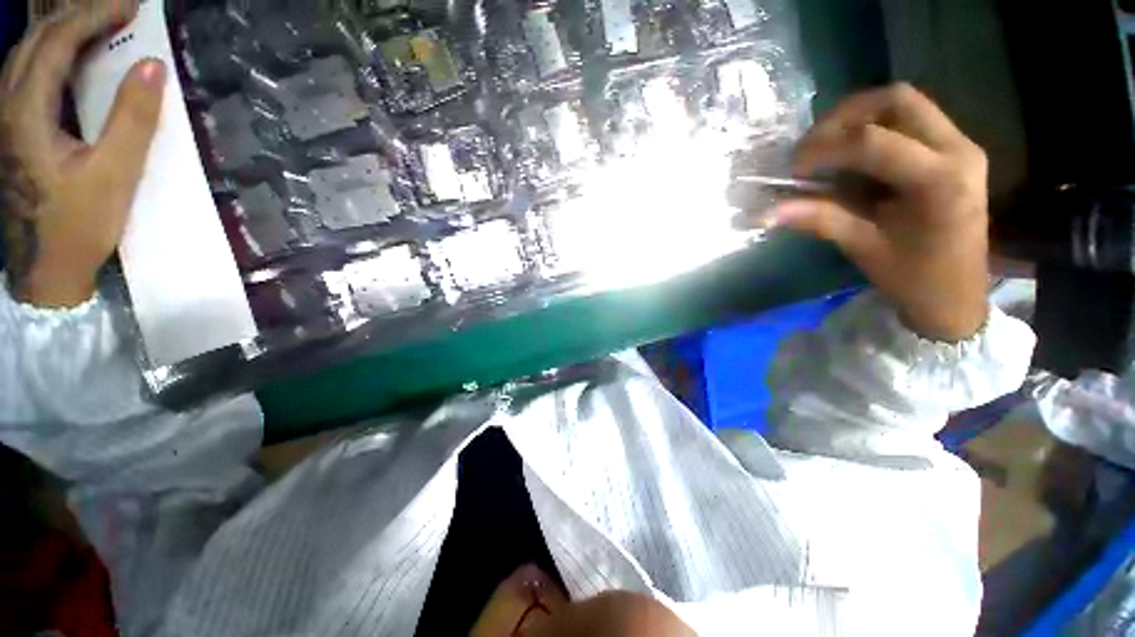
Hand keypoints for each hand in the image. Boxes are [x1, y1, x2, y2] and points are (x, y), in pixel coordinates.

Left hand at [0, 0, 164, 307]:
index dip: (94, 16)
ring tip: (97, 23)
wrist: (43, 270)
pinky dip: (50, 55)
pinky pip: (25, 76)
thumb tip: (151, 67)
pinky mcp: (10, 133)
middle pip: (36, 41)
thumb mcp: (113, 175)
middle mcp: (6, 107)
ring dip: (61, 31)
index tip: (132, 5)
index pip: (56, 43)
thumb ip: (131, 119)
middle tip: (120, 9)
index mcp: (26, 113)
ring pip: (26, 54)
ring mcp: (4, 120)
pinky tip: (68, 57)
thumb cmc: (78, 226)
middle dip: (78, 15)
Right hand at [772, 83, 989, 341]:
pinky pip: (910, 120)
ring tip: (827, 146)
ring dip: (859, 117)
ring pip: (904, 103)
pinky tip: (852, 155)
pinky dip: (874, 128)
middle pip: (897, 100)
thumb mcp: (863, 247)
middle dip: (844, 116)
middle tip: (811, 146)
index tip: (793, 169)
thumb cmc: (913, 278)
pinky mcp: (954, 151)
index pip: (873, 142)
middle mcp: (958, 150)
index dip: (825, 149)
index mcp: (939, 180)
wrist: (957, 296)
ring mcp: (961, 146)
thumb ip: (818, 219)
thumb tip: (767, 212)